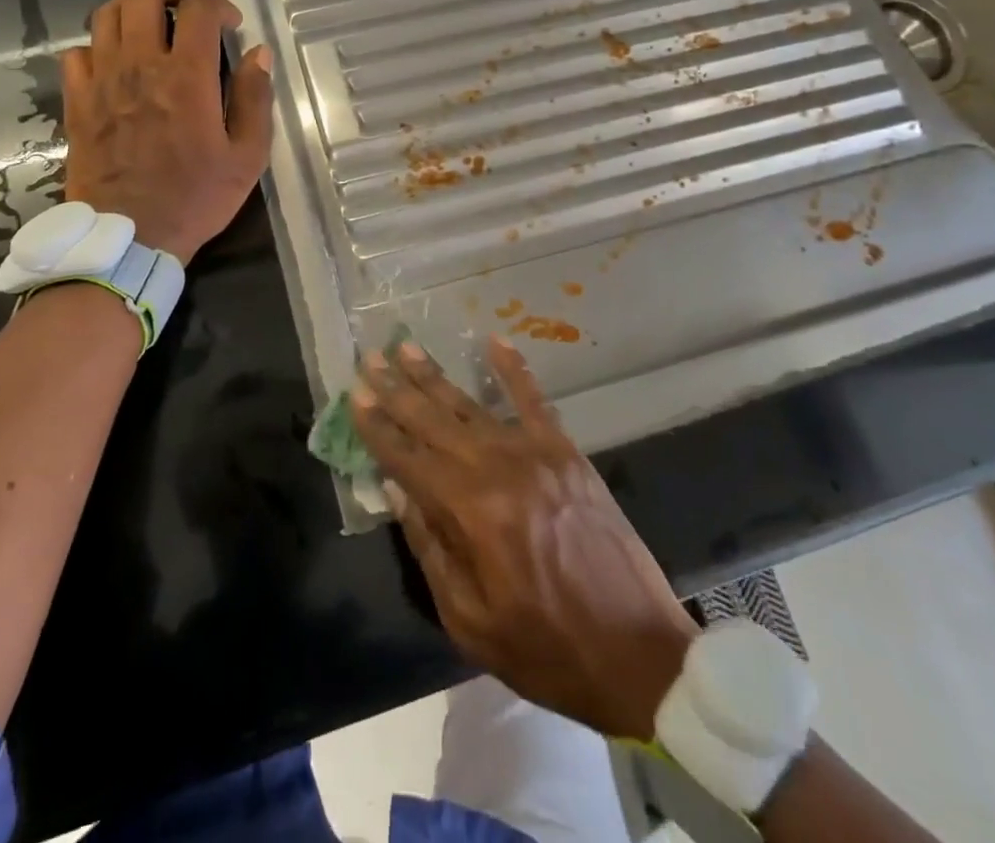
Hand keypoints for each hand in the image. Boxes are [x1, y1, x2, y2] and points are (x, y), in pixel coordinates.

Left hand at [61, 0, 272, 263]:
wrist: (128, 238)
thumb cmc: (195, 198)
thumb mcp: (246, 157)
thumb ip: (255, 99)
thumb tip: (258, 54)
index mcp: (186, 77)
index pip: (198, 11)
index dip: (218, 5)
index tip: (231, 23)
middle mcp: (139, 67)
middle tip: (188, 2)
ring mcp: (102, 81)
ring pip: (105, 14)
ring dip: (132, 6)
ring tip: (151, 21)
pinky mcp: (77, 101)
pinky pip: (77, 52)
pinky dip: (98, 44)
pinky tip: (115, 60)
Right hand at [352, 337, 698, 740]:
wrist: (640, 654)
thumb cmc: (546, 650)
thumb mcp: (469, 622)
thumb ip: (430, 548)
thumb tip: (398, 489)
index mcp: (469, 512)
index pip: (408, 458)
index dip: (377, 427)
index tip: (354, 396)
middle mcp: (496, 468)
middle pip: (433, 420)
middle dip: (396, 389)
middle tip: (369, 357)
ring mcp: (535, 454)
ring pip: (471, 404)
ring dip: (435, 375)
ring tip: (405, 347)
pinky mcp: (566, 453)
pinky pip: (534, 400)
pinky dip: (513, 369)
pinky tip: (494, 341)